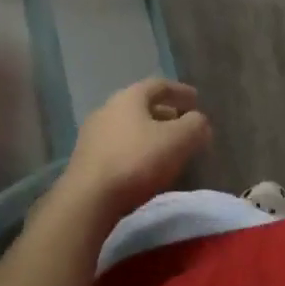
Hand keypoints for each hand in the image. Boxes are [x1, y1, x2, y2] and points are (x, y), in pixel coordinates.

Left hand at [57, 77, 211, 223]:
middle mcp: (108, 108)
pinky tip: (144, 169)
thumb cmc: (136, 161)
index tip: (196, 100)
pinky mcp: (85, 160)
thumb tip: (200, 121)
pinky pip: (118, 147)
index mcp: (130, 96)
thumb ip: (194, 126)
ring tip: (166, 149)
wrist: (87, 200)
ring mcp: (93, 134)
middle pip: (142, 106)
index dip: (180, 91)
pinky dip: (135, 151)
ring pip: (129, 127)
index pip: (159, 85)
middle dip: (165, 114)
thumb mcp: (177, 141)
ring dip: (149, 134)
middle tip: (183, 125)